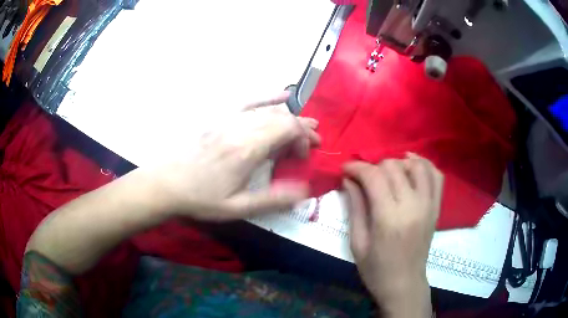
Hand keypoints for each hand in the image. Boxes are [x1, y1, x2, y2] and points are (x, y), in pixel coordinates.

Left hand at [148, 92, 319, 220]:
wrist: (166, 183)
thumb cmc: (201, 198)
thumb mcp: (238, 207)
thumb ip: (273, 199)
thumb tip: (305, 190)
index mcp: (247, 149)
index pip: (288, 129)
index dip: (304, 139)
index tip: (304, 156)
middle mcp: (241, 127)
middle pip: (282, 118)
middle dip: (302, 129)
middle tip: (313, 143)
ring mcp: (229, 119)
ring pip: (269, 110)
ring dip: (291, 117)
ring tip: (306, 125)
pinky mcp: (219, 117)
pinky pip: (248, 101)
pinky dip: (268, 97)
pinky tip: (283, 95)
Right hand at [343, 154, 442, 316]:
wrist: (404, 284)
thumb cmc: (376, 270)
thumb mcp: (357, 242)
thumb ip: (355, 207)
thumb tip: (349, 179)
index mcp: (389, 218)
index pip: (374, 177)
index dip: (357, 167)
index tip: (345, 168)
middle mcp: (413, 206)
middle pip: (394, 167)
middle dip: (374, 166)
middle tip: (364, 178)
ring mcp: (429, 205)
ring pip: (417, 165)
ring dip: (399, 162)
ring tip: (387, 172)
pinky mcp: (437, 207)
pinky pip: (436, 176)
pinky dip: (424, 165)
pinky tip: (412, 166)